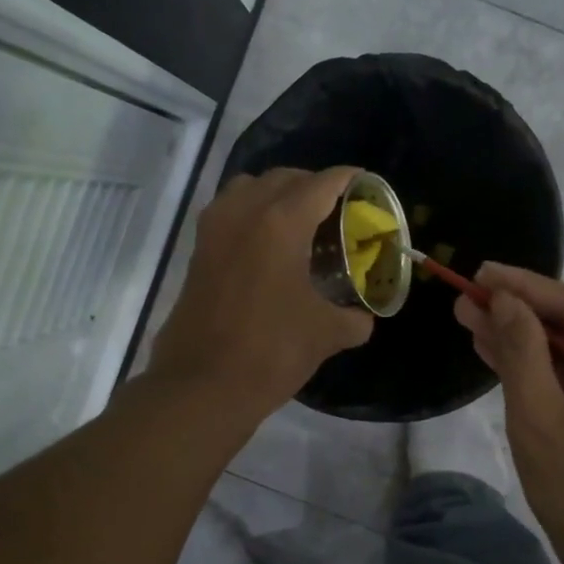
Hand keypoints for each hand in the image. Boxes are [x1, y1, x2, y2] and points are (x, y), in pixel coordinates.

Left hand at [149, 166, 373, 419]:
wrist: (202, 385)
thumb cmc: (271, 351)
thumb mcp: (326, 334)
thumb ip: (353, 319)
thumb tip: (362, 318)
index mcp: (281, 223)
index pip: (322, 184)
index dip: (349, 179)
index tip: (366, 185)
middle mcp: (244, 212)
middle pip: (284, 178)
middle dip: (314, 185)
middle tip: (337, 210)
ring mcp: (214, 229)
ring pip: (249, 188)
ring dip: (277, 194)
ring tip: (300, 222)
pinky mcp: (198, 251)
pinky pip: (229, 211)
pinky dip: (251, 212)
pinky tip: (269, 245)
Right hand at [455, 264, 563, 563]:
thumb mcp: (542, 423)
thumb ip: (522, 353)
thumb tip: (502, 300)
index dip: (526, 287)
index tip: (479, 271)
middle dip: (521, 313)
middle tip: (467, 296)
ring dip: (528, 340)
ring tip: (472, 319)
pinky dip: (546, 370)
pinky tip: (500, 352)